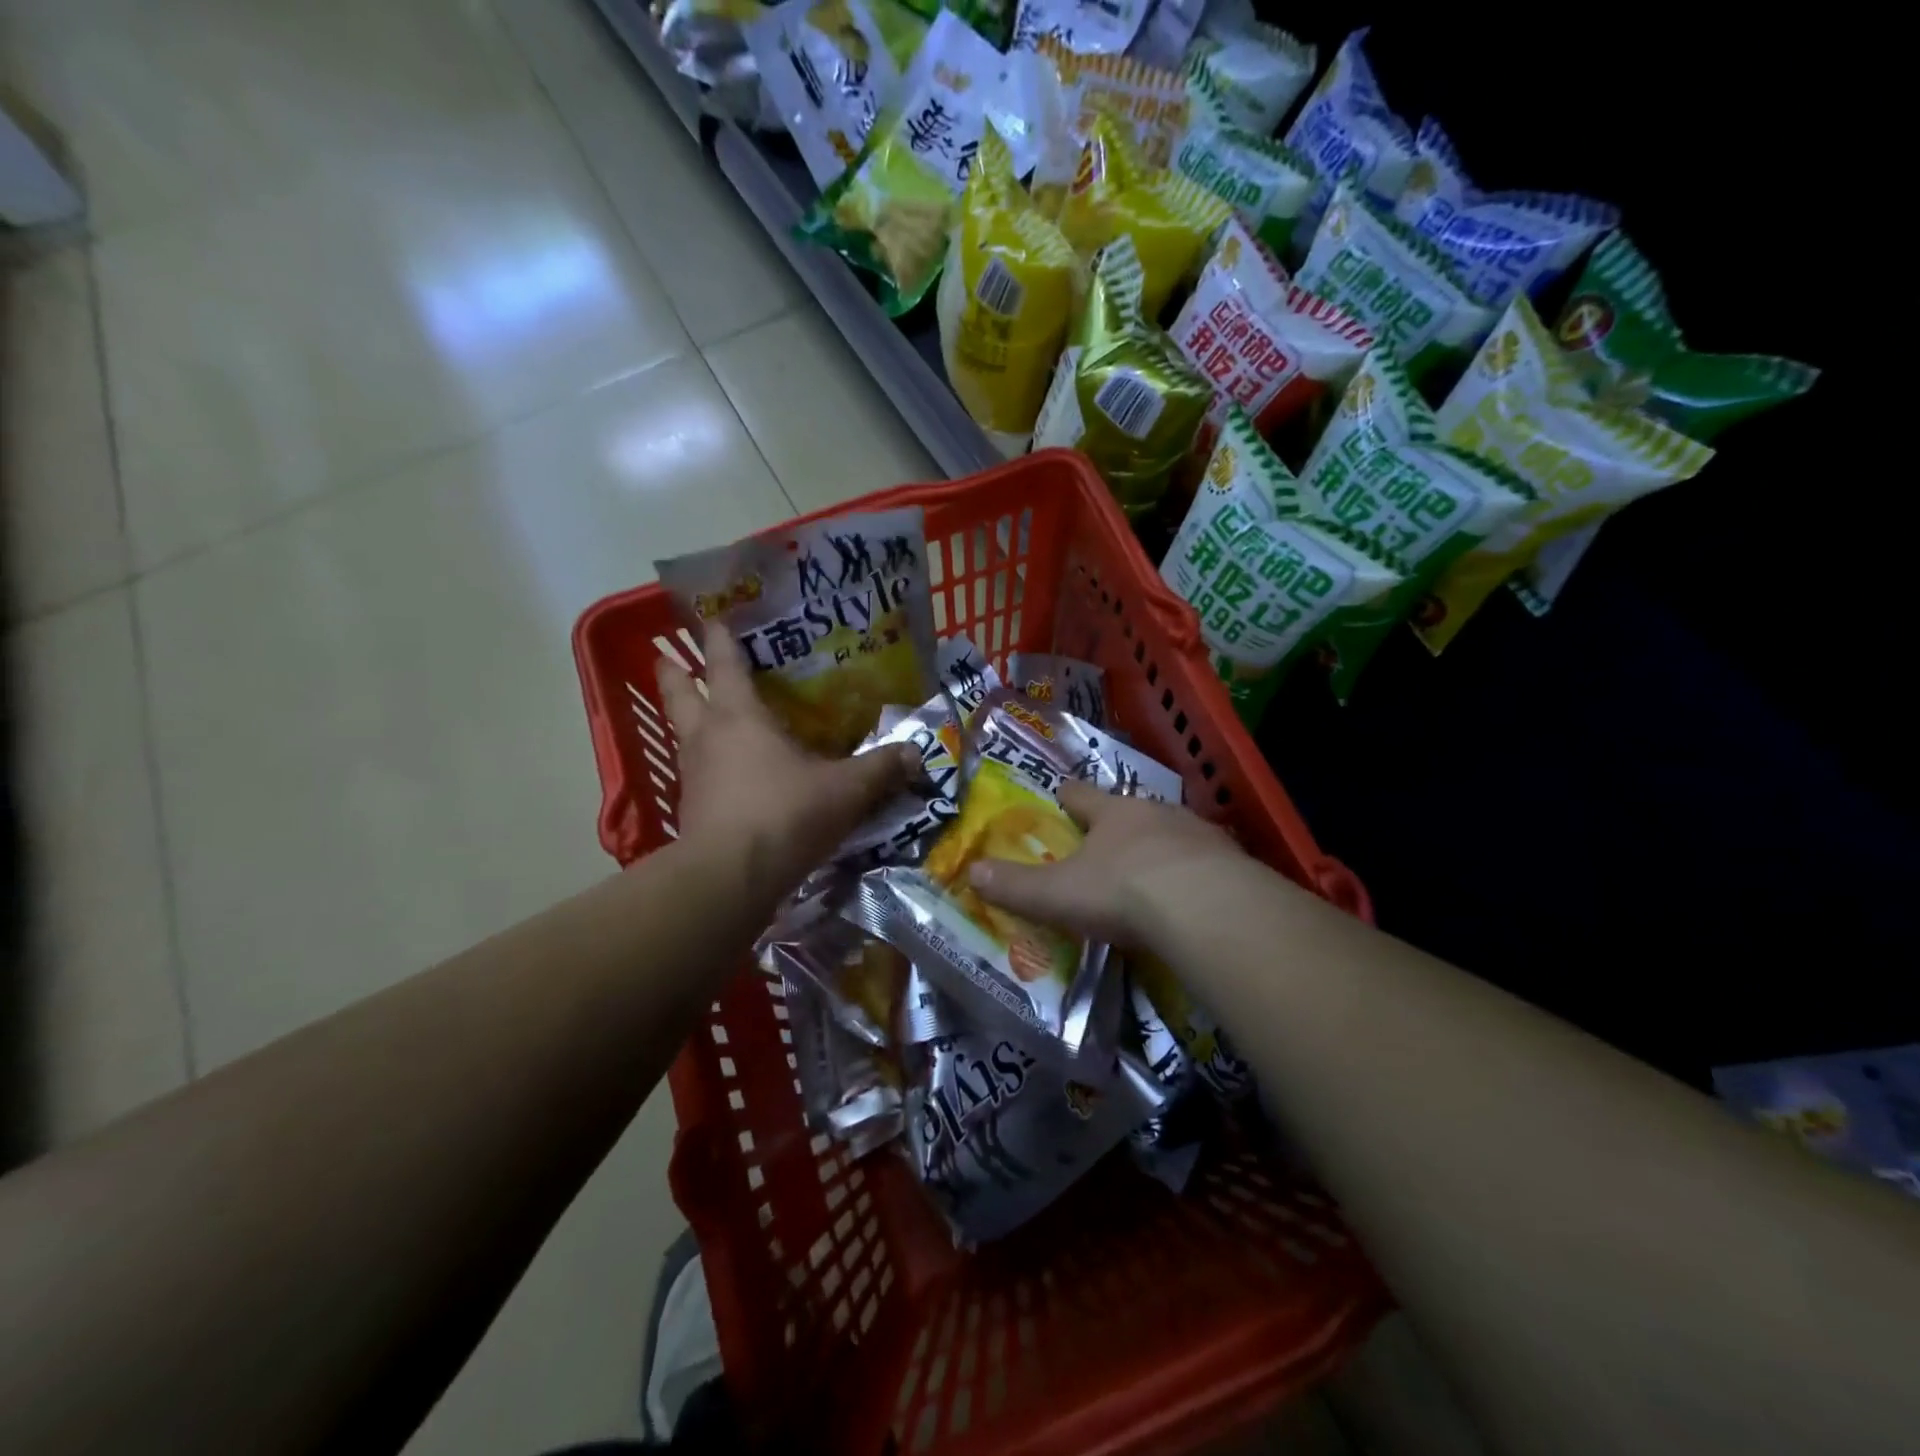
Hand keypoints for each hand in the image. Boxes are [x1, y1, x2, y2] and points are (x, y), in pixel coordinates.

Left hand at [656, 623, 917, 902]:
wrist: (729, 879)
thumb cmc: (784, 814)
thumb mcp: (844, 790)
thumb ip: (879, 769)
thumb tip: (916, 753)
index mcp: (739, 717)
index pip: (724, 663)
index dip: (719, 637)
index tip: (712, 617)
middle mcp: (707, 738)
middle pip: (680, 694)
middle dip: (673, 673)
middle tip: (666, 657)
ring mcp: (693, 776)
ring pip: (683, 736)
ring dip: (687, 721)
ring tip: (702, 717)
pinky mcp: (692, 812)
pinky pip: (697, 775)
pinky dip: (705, 767)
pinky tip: (724, 776)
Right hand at [966, 780, 1242, 945]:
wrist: (1207, 908)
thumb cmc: (1122, 890)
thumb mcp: (1059, 894)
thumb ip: (1015, 886)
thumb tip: (971, 872)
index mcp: (1112, 813)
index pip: (1080, 795)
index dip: (1065, 797)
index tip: (1058, 798)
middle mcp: (1155, 812)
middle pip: (1129, 809)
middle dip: (1116, 823)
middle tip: (1105, 844)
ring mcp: (1198, 833)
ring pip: (1170, 831)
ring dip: (1159, 846)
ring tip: (1150, 871)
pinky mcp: (1231, 860)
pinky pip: (1205, 861)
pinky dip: (1193, 873)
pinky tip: (1191, 896)